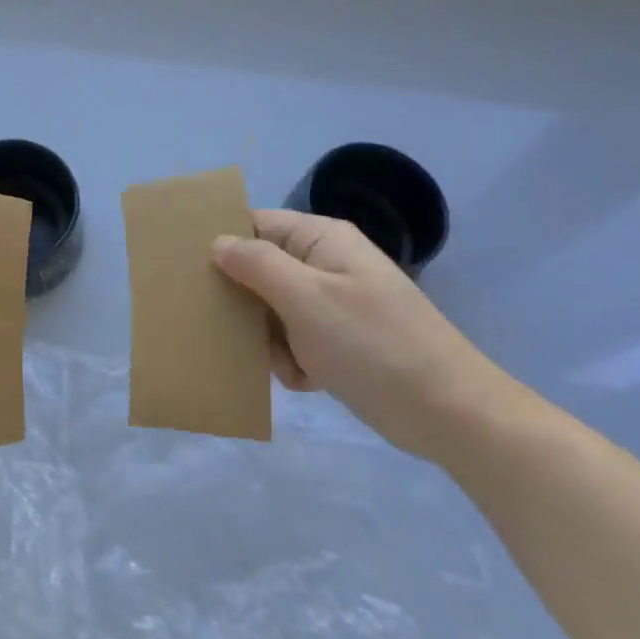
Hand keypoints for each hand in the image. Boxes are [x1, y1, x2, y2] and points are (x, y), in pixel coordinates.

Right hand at [212, 209, 507, 460]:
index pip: (256, 225)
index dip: (223, 242)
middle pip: (261, 269)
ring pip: (274, 309)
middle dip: (246, 301)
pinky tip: (306, 380)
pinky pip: (296, 339)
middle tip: (228, 327)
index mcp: (320, 239)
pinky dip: (294, 360)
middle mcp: (326, 264)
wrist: (450, 413)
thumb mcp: (306, 299)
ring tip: (284, 362)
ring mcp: (335, 303)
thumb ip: (257, 265)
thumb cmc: (373, 345)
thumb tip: (218, 241)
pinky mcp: (342, 340)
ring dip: (270, 339)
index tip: (189, 270)